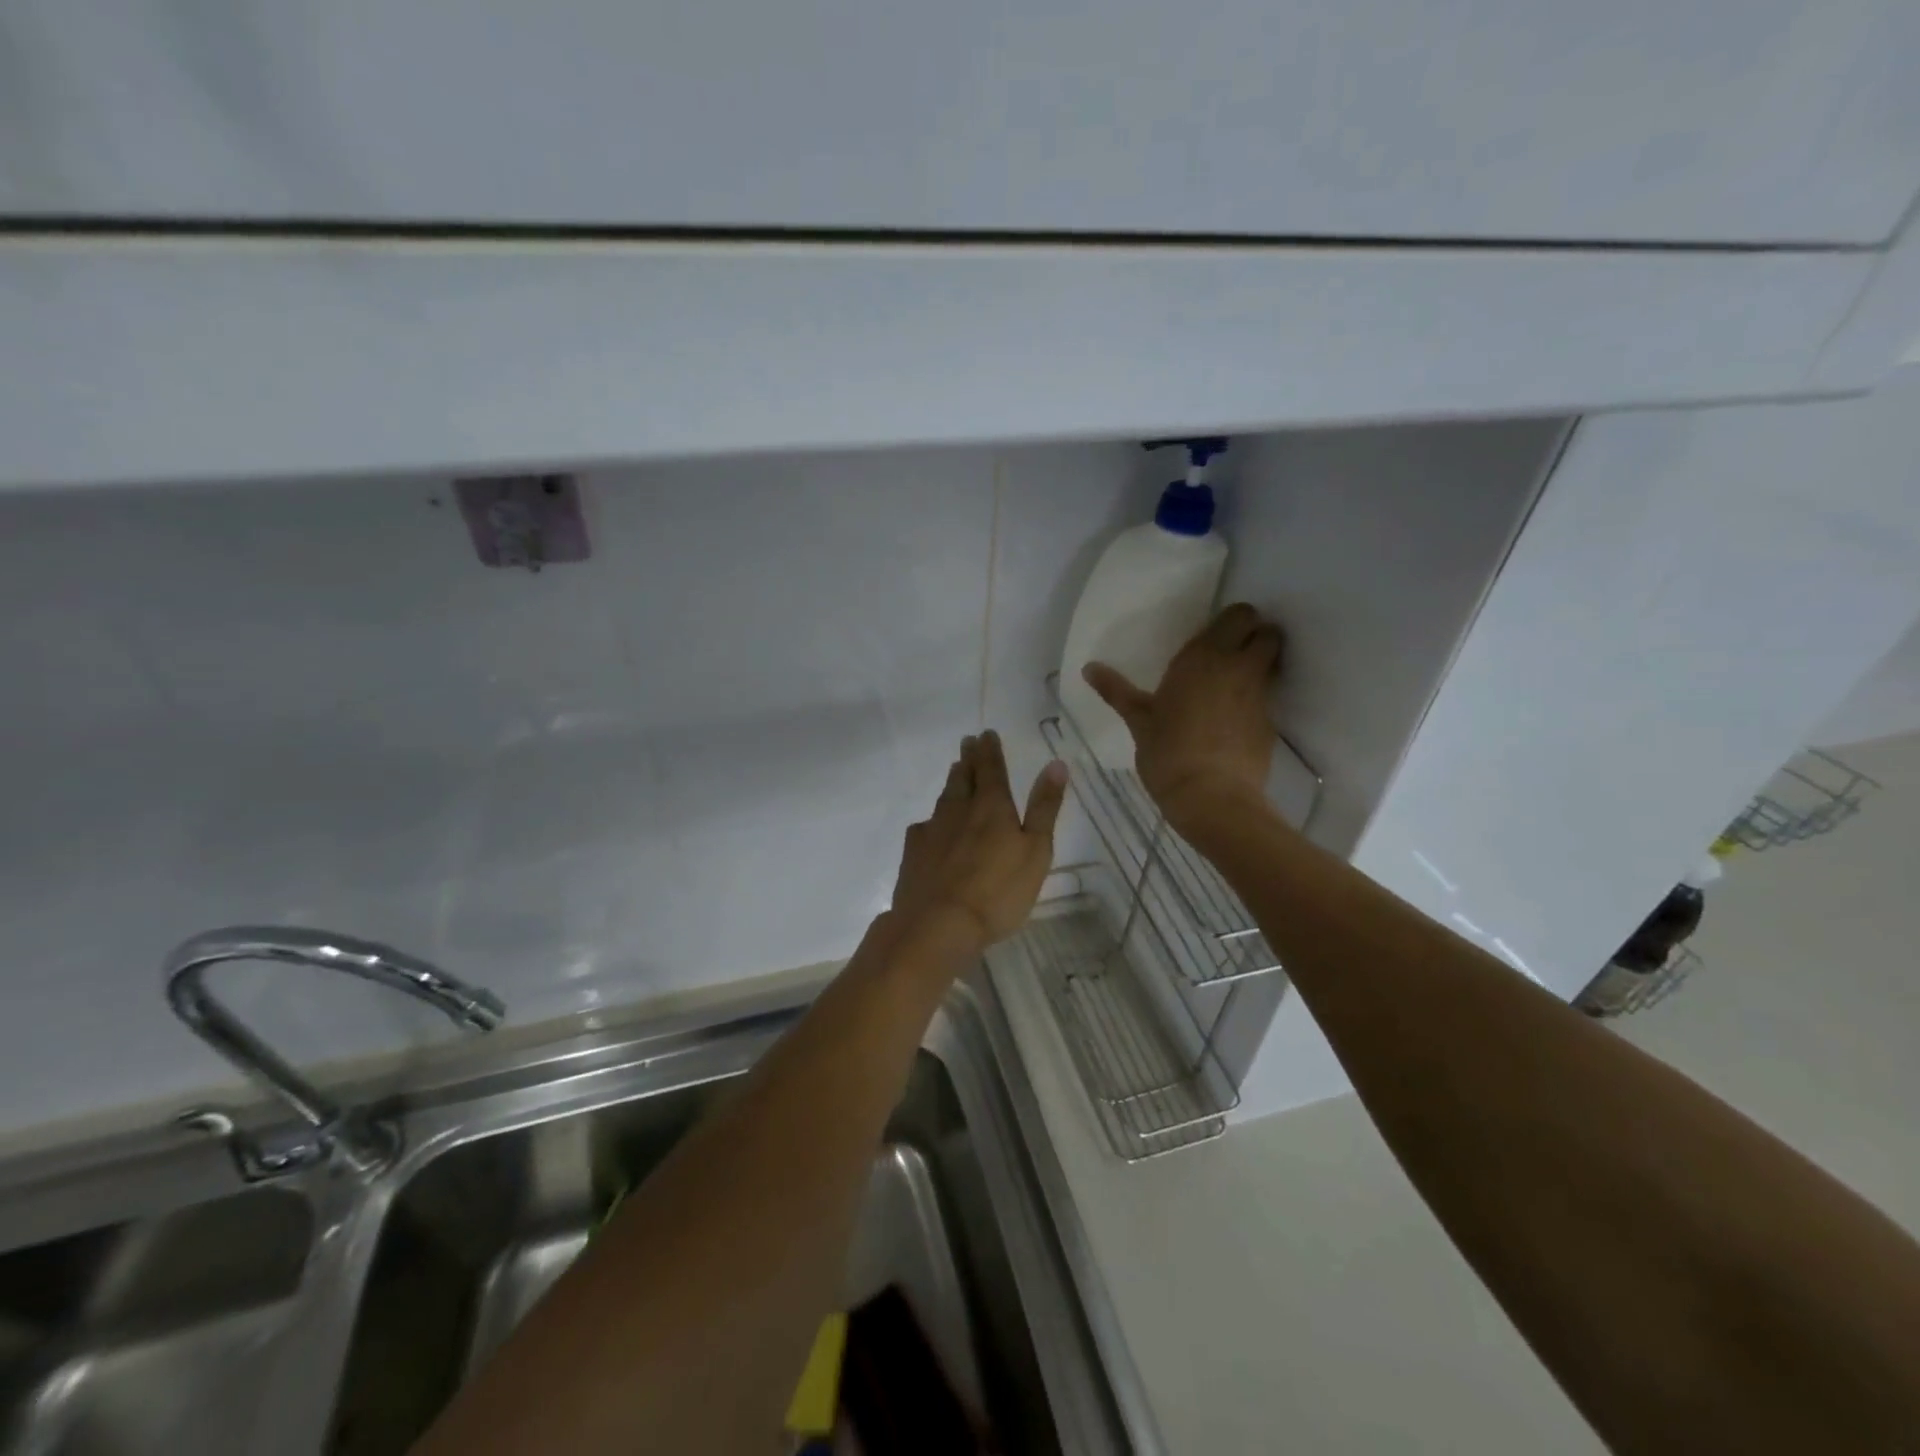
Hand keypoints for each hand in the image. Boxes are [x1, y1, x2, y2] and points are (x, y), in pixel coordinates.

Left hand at [890, 731, 1067, 948]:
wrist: (937, 924)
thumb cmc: (998, 891)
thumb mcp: (1036, 851)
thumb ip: (1044, 808)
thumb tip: (1056, 763)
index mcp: (992, 807)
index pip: (992, 769)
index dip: (991, 750)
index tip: (987, 733)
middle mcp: (959, 810)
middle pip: (963, 777)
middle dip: (969, 759)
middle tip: (968, 742)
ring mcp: (933, 830)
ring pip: (944, 798)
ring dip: (952, 782)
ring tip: (956, 772)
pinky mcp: (914, 853)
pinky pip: (925, 826)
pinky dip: (933, 819)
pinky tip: (932, 825)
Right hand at [1083, 603, 1280, 832]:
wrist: (1211, 798)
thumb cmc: (1167, 753)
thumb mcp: (1137, 720)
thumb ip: (1116, 690)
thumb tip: (1089, 667)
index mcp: (1203, 657)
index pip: (1238, 614)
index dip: (1233, 621)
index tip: (1214, 637)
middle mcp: (1237, 667)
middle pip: (1268, 632)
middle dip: (1257, 636)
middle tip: (1231, 654)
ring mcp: (1260, 695)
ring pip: (1274, 662)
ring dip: (1263, 664)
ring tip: (1236, 683)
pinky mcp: (1271, 722)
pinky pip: (1270, 697)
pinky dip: (1259, 699)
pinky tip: (1236, 719)